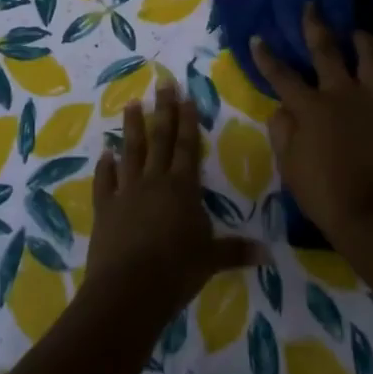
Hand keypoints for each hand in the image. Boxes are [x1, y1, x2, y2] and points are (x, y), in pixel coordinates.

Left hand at [86, 79, 264, 309]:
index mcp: (182, 188)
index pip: (188, 147)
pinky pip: (105, 181)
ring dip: (132, 128)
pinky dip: (104, 167)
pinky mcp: (105, 208)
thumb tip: (268, 254)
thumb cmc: (176, 271)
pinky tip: (104, 154)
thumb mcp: (211, 260)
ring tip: (132, 104)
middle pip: (160, 139)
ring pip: (130, 152)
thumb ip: (236, 251)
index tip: (186, 96)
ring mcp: (126, 192)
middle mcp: (154, 181)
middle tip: (162, 84)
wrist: (129, 289)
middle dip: (163, 111)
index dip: (188, 121)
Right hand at [251, 3, 372, 245]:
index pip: (281, 75)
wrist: (369, 214)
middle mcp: (341, 94)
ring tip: (357, 33)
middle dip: (315, 25)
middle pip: (327, 50)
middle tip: (311, 6)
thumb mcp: (288, 163)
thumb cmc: (321, 191)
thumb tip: (283, 109)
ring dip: (363, 40)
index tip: (258, 38)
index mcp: (310, 106)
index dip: (267, 56)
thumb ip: (282, 130)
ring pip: (372, 58)